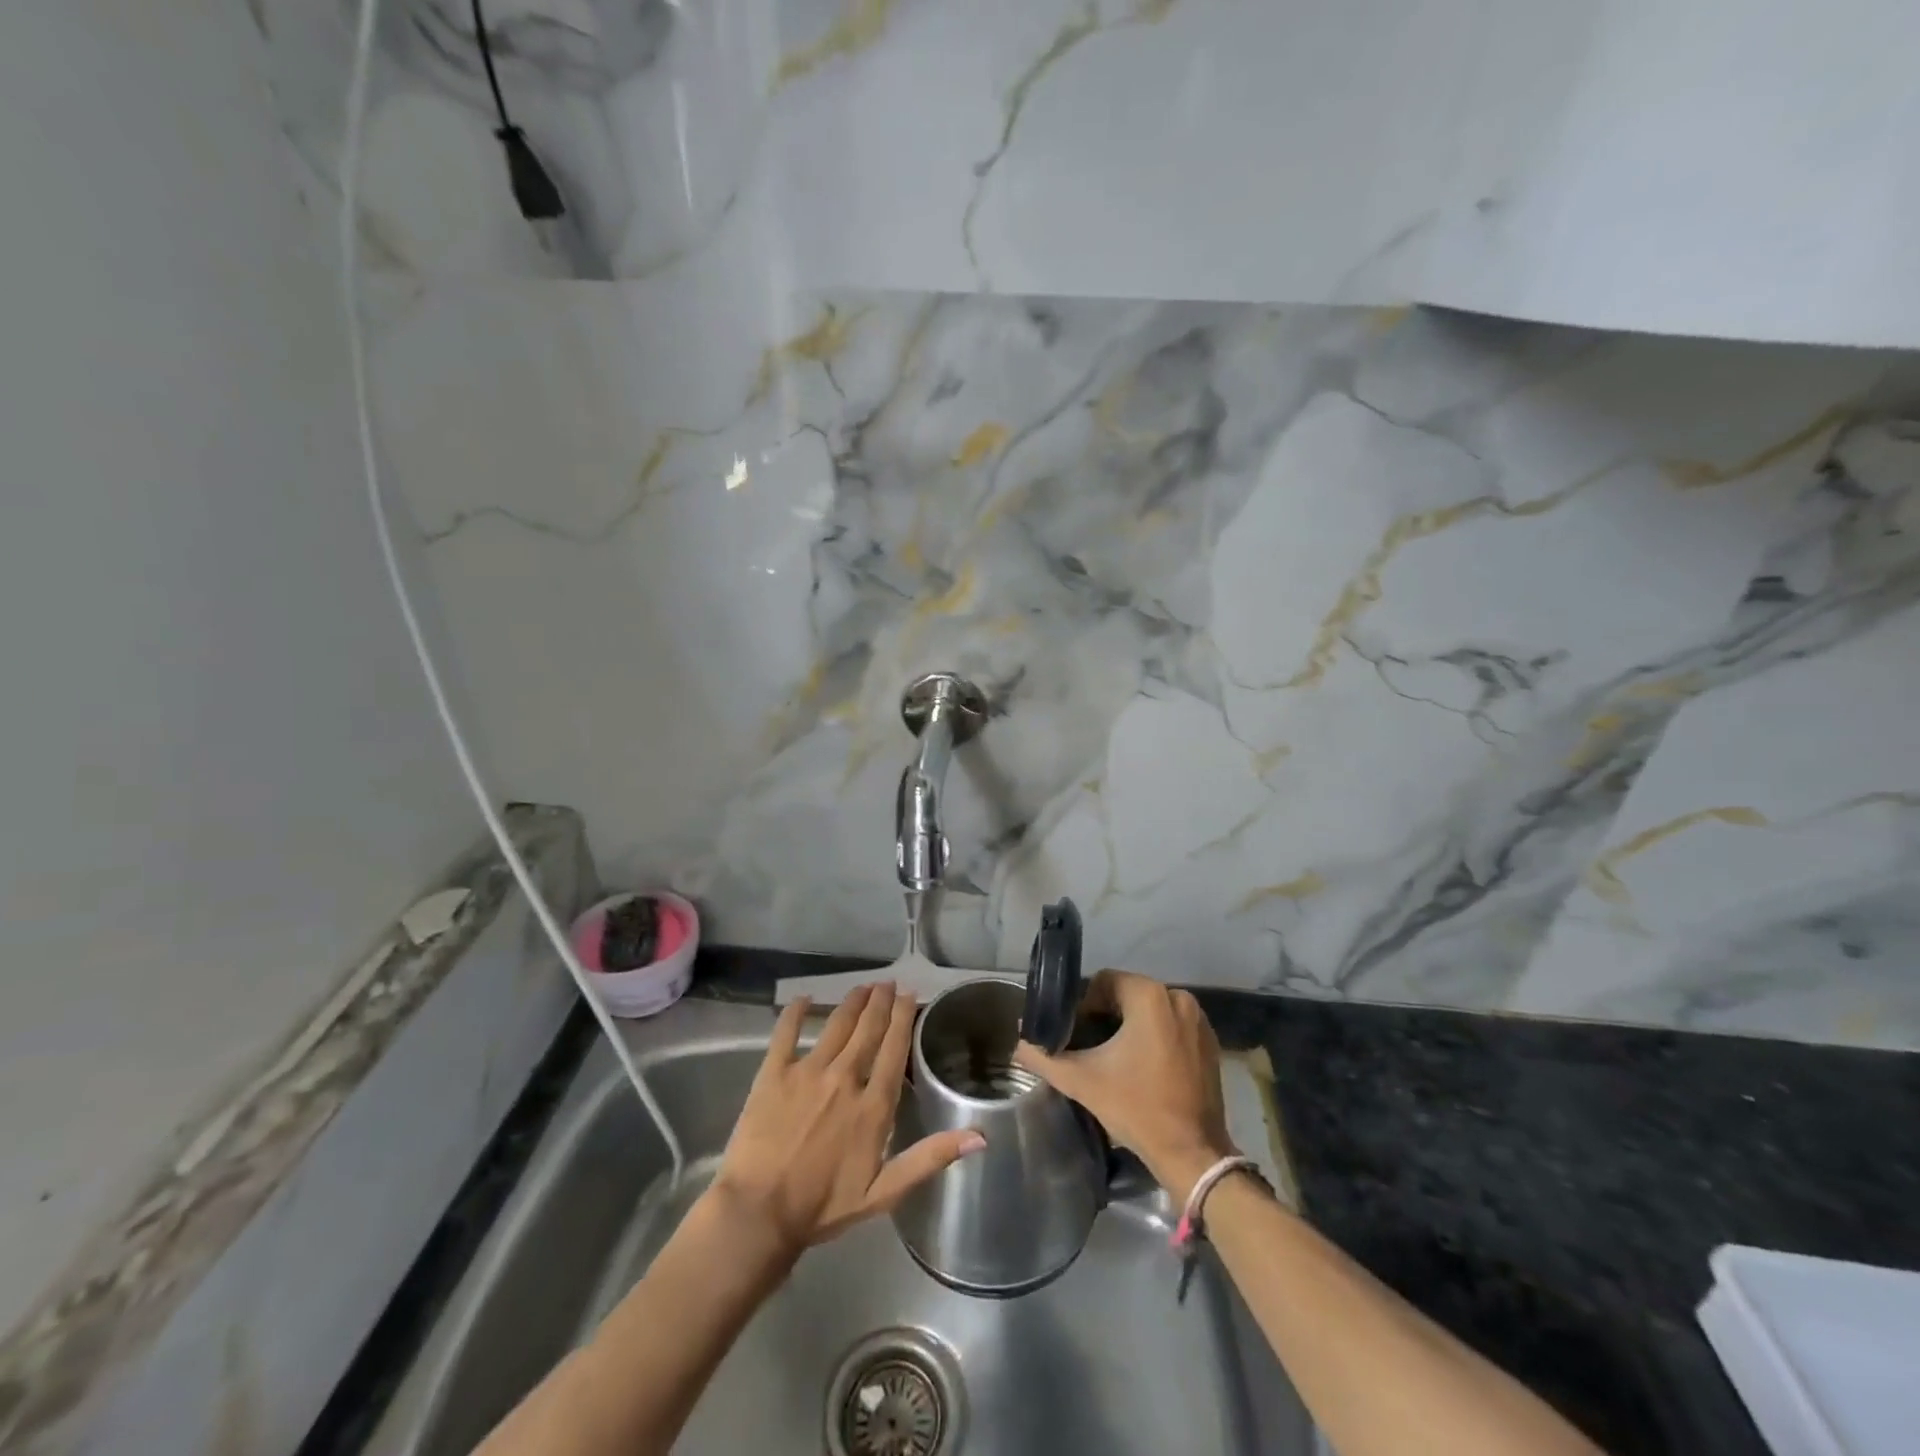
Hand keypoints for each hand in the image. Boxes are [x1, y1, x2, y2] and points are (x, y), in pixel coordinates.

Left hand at [711, 983, 983, 1257]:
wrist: (759, 1214)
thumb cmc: (823, 1207)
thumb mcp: (885, 1192)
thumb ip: (930, 1158)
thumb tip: (980, 1135)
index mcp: (872, 1105)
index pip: (894, 1050)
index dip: (903, 1019)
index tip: (910, 995)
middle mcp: (844, 1078)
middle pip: (867, 1030)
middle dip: (881, 1002)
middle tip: (888, 983)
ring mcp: (807, 1071)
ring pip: (836, 1025)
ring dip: (852, 1002)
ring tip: (863, 987)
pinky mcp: (773, 1073)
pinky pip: (786, 1033)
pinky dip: (796, 1012)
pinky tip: (803, 998)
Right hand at [1014, 970, 1233, 1204]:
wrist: (1192, 1153)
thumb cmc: (1136, 1108)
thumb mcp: (1082, 1081)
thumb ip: (1044, 1057)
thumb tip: (1019, 1043)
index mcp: (1149, 996)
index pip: (1104, 981)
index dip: (1084, 1003)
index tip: (1075, 1032)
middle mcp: (1177, 997)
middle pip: (1128, 993)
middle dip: (1106, 1014)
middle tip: (1089, 1045)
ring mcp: (1198, 1019)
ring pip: (1150, 1008)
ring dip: (1130, 1025)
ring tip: (1113, 1056)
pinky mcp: (1209, 1041)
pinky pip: (1171, 1024)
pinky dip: (1155, 1035)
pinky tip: (1142, 1065)